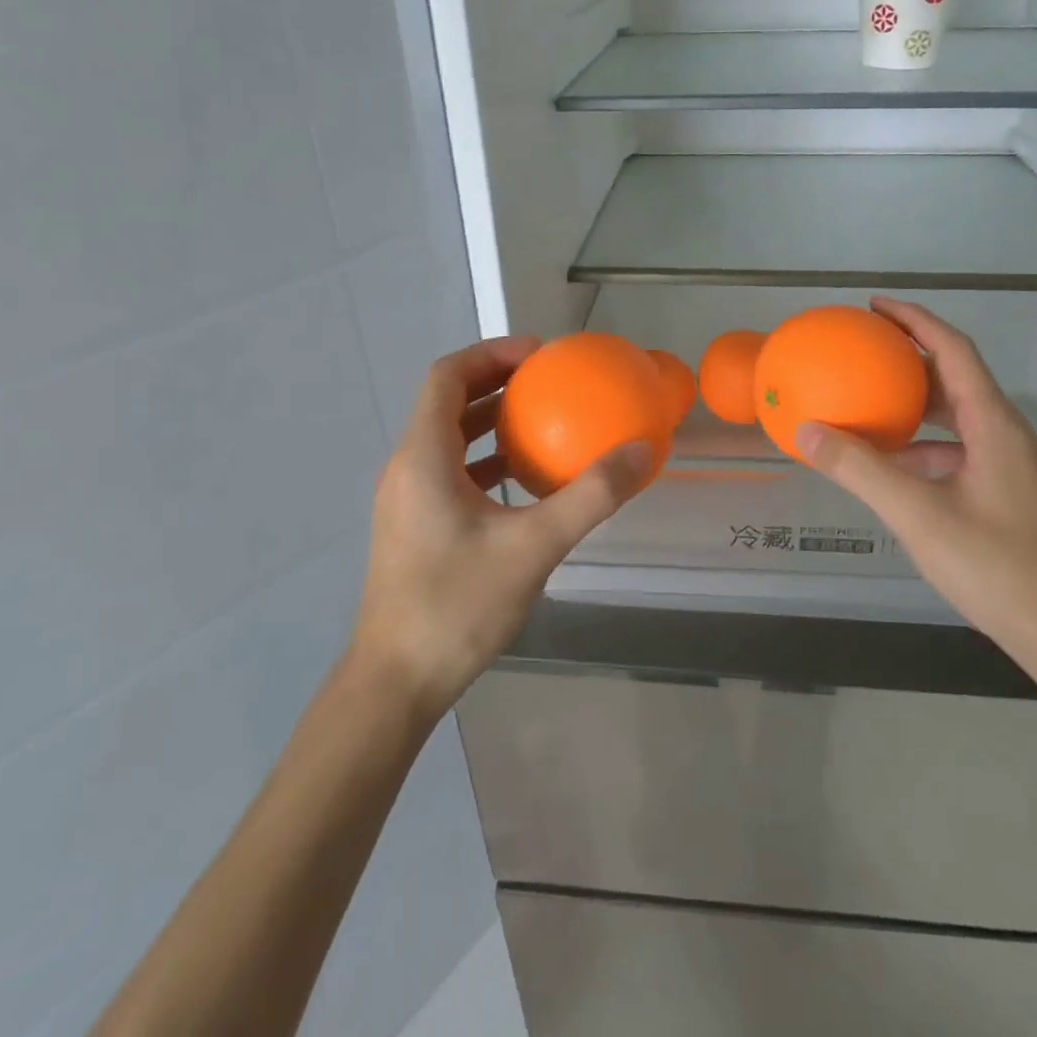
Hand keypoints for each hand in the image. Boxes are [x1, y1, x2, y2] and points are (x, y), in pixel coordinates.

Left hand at [350, 336, 652, 717]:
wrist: (395, 683)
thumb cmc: (457, 606)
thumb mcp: (534, 547)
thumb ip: (590, 496)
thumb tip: (641, 451)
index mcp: (423, 457)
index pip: (448, 376)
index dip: (492, 353)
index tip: (540, 354)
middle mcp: (407, 468)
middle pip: (448, 402)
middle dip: (497, 382)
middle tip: (549, 380)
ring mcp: (407, 499)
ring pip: (449, 438)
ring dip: (491, 421)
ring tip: (543, 420)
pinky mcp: (415, 526)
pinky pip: (451, 471)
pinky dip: (486, 460)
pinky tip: (525, 481)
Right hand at [796, 299, 1036, 660]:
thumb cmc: (998, 568)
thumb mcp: (918, 515)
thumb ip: (860, 470)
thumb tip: (806, 431)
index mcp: (994, 425)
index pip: (953, 351)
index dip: (915, 320)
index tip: (875, 307)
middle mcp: (1007, 436)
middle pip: (956, 379)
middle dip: (911, 359)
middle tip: (864, 353)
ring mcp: (1011, 467)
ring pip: (958, 418)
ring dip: (916, 407)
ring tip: (870, 405)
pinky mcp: (1008, 494)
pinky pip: (960, 451)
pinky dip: (924, 447)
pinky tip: (894, 468)